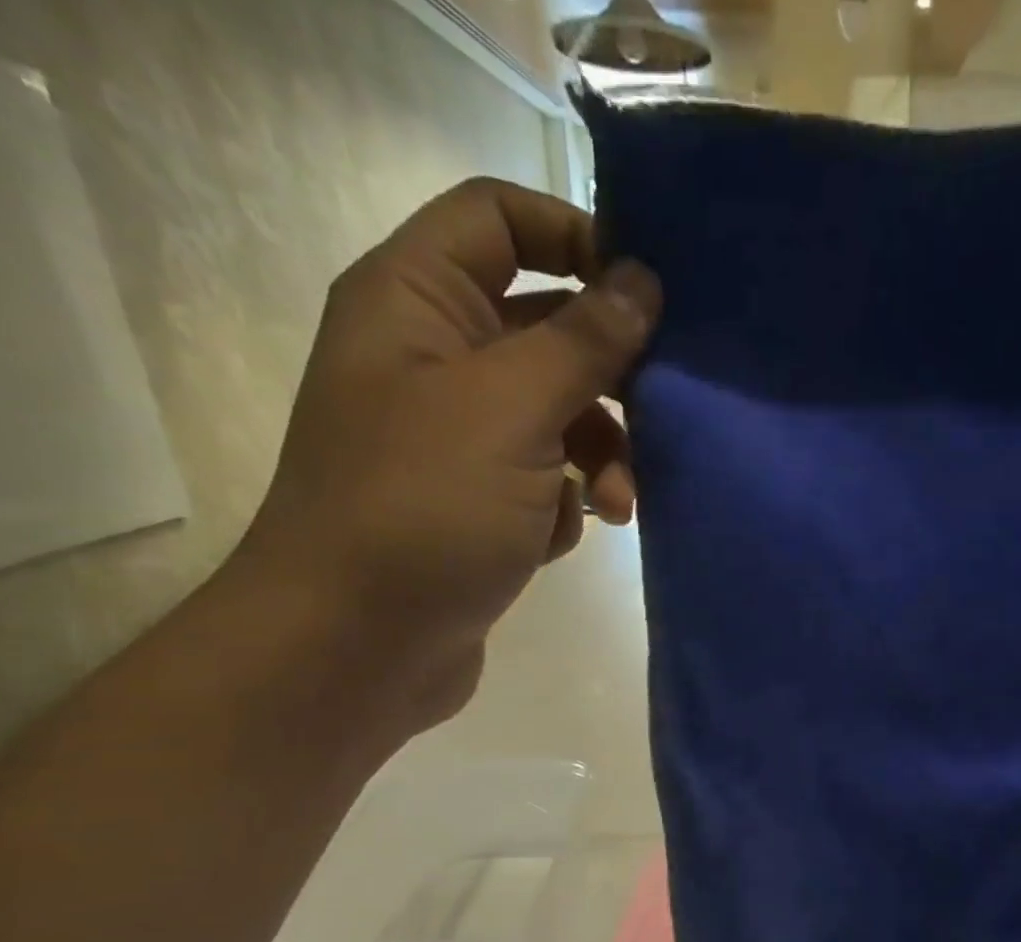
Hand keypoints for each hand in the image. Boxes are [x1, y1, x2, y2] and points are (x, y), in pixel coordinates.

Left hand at [228, 178, 661, 726]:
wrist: (358, 644)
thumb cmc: (423, 508)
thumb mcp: (510, 411)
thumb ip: (582, 343)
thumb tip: (642, 281)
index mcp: (418, 302)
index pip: (501, 219)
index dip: (576, 236)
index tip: (650, 291)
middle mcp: (436, 357)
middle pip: (547, 326)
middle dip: (608, 374)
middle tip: (662, 412)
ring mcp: (460, 437)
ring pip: (560, 412)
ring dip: (603, 453)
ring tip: (620, 505)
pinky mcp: (482, 502)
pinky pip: (549, 476)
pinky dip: (572, 500)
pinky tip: (572, 535)